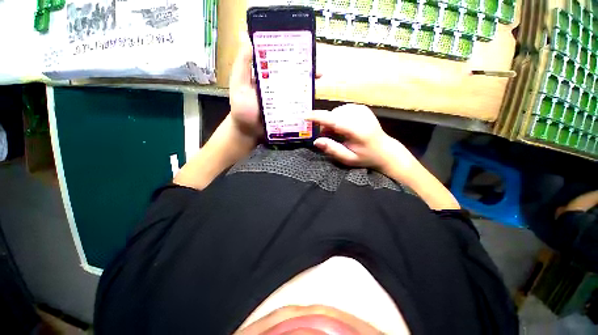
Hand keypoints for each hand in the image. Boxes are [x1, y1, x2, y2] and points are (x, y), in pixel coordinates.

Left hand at [229, 32, 321, 138]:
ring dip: (310, 87)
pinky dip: (307, 103)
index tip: (305, 51)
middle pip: (294, 75)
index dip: (293, 55)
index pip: (282, 61)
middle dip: (307, 72)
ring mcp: (285, 100)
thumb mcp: (239, 85)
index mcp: (268, 76)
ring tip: (319, 85)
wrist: (248, 132)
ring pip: (299, 90)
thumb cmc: (242, 109)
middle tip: (318, 72)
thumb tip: (247, 37)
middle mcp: (278, 86)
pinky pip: (299, 106)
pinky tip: (314, 101)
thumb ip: (242, 66)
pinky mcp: (288, 112)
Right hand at [307, 104, 415, 174]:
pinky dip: (337, 118)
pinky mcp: (361, 108)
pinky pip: (341, 110)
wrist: (384, 150)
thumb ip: (332, 149)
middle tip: (326, 137)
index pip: (335, 121)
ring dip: (331, 122)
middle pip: (333, 115)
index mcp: (358, 131)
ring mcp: (362, 110)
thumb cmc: (366, 157)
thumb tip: (316, 141)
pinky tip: (342, 127)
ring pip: (336, 112)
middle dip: (325, 125)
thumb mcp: (348, 158)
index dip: (319, 117)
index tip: (305, 117)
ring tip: (336, 134)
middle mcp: (360, 117)